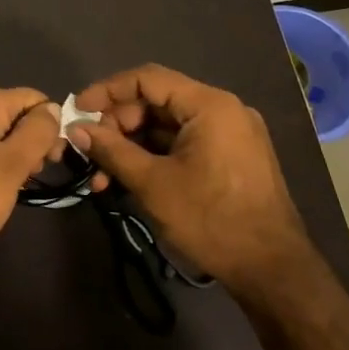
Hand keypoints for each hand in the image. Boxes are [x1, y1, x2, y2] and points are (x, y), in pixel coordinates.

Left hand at [0, 87, 60, 272]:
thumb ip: (38, 132)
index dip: (52, 126)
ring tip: (11, 189)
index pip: (35, 98)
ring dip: (10, 157)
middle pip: (14, 115)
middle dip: (32, 143)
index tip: (54, 161)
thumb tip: (52, 108)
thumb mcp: (12, 165)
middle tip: (33, 177)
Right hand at [73, 64, 311, 288]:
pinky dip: (155, 157)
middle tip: (90, 152)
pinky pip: (184, 144)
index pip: (148, 79)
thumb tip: (75, 129)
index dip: (107, 91)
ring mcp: (231, 134)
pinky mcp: (231, 157)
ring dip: (132, 146)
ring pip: (168, 126)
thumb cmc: (211, 220)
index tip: (78, 111)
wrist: (272, 270)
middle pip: (157, 102)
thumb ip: (112, 150)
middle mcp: (223, 110)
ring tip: (102, 177)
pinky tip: (130, 180)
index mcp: (210, 105)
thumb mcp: (153, 184)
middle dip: (118, 125)